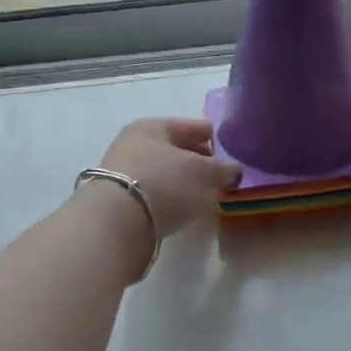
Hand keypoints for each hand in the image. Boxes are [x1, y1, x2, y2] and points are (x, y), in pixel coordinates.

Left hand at [96, 117, 241, 235]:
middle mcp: (134, 144)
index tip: (231, 148)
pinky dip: (170, 198)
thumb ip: (223, 169)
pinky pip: (155, 193)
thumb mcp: (203, 172)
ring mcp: (123, 173)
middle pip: (176, 149)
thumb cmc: (163, 183)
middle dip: (199, 160)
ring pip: (165, 172)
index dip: (213, 136)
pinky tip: (184, 208)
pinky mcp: (119, 202)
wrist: (116, 224)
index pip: (191, 126)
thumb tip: (235, 170)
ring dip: (184, 181)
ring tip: (206, 194)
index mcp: (152, 126)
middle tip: (222, 174)